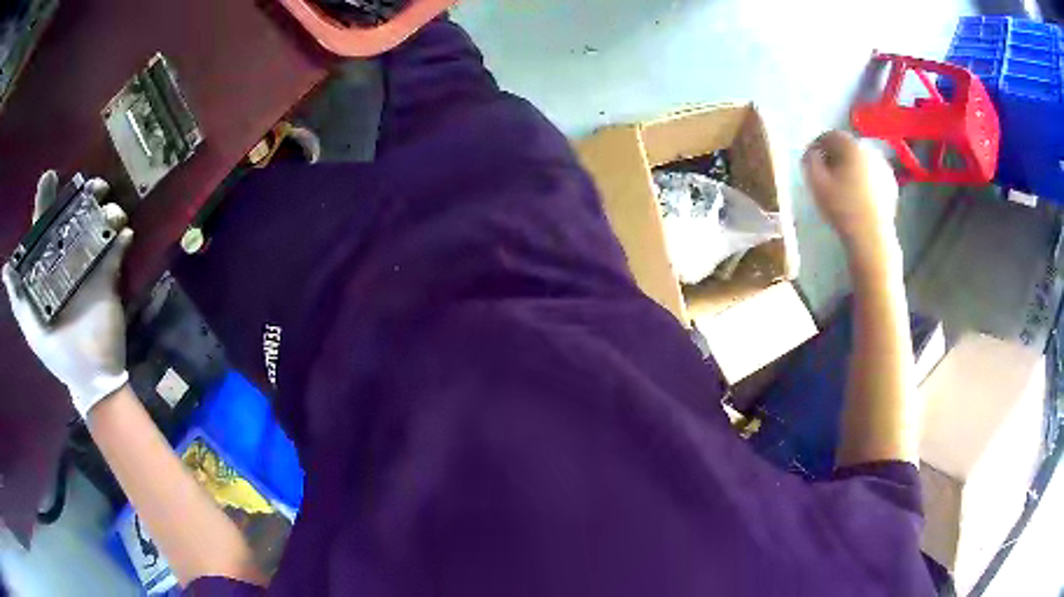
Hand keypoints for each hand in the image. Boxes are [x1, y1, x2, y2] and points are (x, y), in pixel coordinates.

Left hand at [3, 171, 133, 417]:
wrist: (90, 379)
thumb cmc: (57, 353)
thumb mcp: (32, 328)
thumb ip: (18, 299)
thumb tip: (5, 270)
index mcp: (48, 266)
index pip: (44, 226)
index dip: (46, 199)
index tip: (50, 177)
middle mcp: (67, 258)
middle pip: (74, 216)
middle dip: (83, 194)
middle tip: (93, 186)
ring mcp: (89, 266)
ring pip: (98, 225)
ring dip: (107, 212)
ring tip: (111, 214)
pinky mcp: (109, 276)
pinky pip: (118, 249)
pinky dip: (122, 238)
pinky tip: (124, 236)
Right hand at [803, 130, 899, 260]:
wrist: (872, 237)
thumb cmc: (842, 208)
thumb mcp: (816, 184)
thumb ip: (810, 162)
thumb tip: (812, 154)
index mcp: (851, 146)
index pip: (830, 136)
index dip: (817, 144)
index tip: (810, 158)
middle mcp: (869, 151)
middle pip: (848, 147)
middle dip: (835, 156)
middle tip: (825, 172)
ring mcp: (883, 167)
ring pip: (862, 161)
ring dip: (851, 167)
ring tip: (842, 185)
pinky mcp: (891, 184)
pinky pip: (873, 174)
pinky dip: (864, 179)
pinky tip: (858, 195)